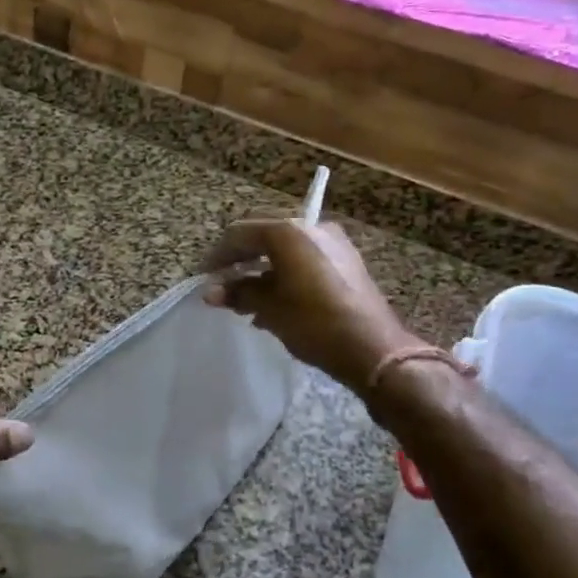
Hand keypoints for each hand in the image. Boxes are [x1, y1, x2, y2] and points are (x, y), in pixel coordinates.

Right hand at [204, 220, 416, 389]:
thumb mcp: (270, 309)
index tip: (204, 277)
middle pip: (264, 235)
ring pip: (285, 248)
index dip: (218, 255)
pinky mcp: (346, 261)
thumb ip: (239, 293)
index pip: (241, 234)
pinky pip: (305, 259)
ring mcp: (332, 242)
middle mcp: (311, 227)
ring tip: (245, 300)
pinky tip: (274, 301)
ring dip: (262, 268)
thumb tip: (211, 292)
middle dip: (241, 259)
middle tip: (224, 284)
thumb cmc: (315, 324)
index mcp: (289, 231)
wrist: (373, 349)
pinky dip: (284, 273)